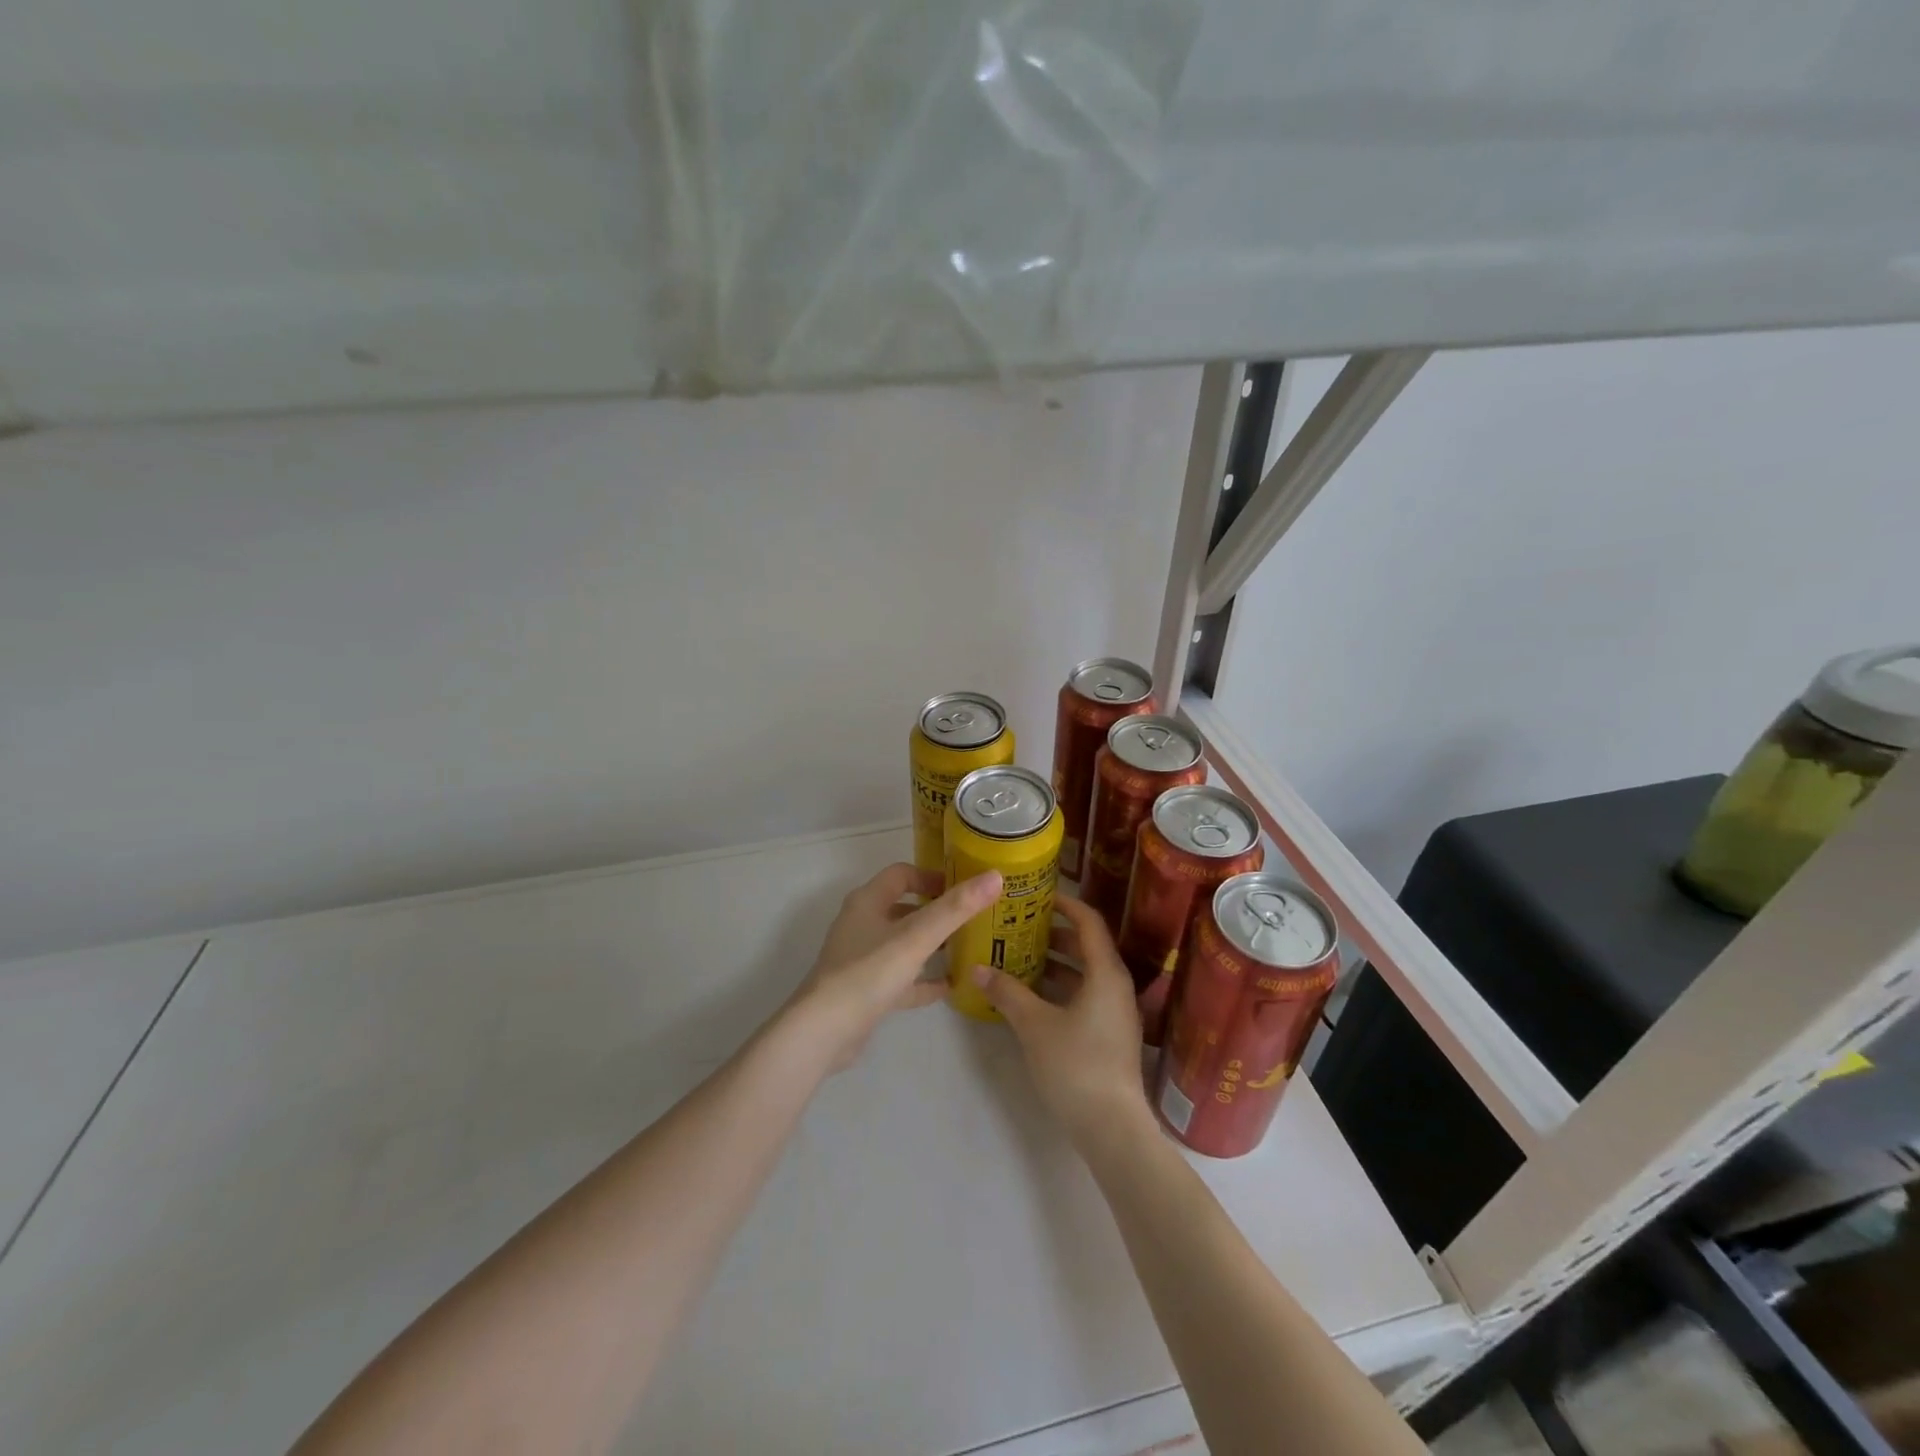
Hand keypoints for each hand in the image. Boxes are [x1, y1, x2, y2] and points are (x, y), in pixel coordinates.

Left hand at [788, 862, 1002, 1071]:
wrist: (824, 1032)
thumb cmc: (869, 973)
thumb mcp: (917, 937)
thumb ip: (956, 908)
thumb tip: (995, 876)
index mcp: (868, 902)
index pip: (902, 874)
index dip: (932, 876)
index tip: (964, 887)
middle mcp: (862, 925)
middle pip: (903, 907)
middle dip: (935, 911)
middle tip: (971, 918)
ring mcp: (861, 959)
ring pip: (902, 943)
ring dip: (930, 944)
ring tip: (965, 948)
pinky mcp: (864, 991)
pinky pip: (900, 978)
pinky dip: (923, 980)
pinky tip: (949, 987)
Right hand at [968, 896, 1154, 1145]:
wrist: (1112, 1128)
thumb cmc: (1076, 1065)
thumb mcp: (1034, 1025)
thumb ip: (1007, 993)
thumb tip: (977, 969)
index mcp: (1105, 973)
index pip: (1089, 922)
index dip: (1066, 904)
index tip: (1038, 896)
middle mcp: (1116, 986)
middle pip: (1087, 946)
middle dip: (1054, 934)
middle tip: (1020, 926)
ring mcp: (1116, 1012)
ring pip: (1086, 973)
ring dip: (1056, 963)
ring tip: (1020, 957)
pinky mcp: (1110, 1034)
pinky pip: (1086, 995)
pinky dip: (1062, 987)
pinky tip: (1033, 997)